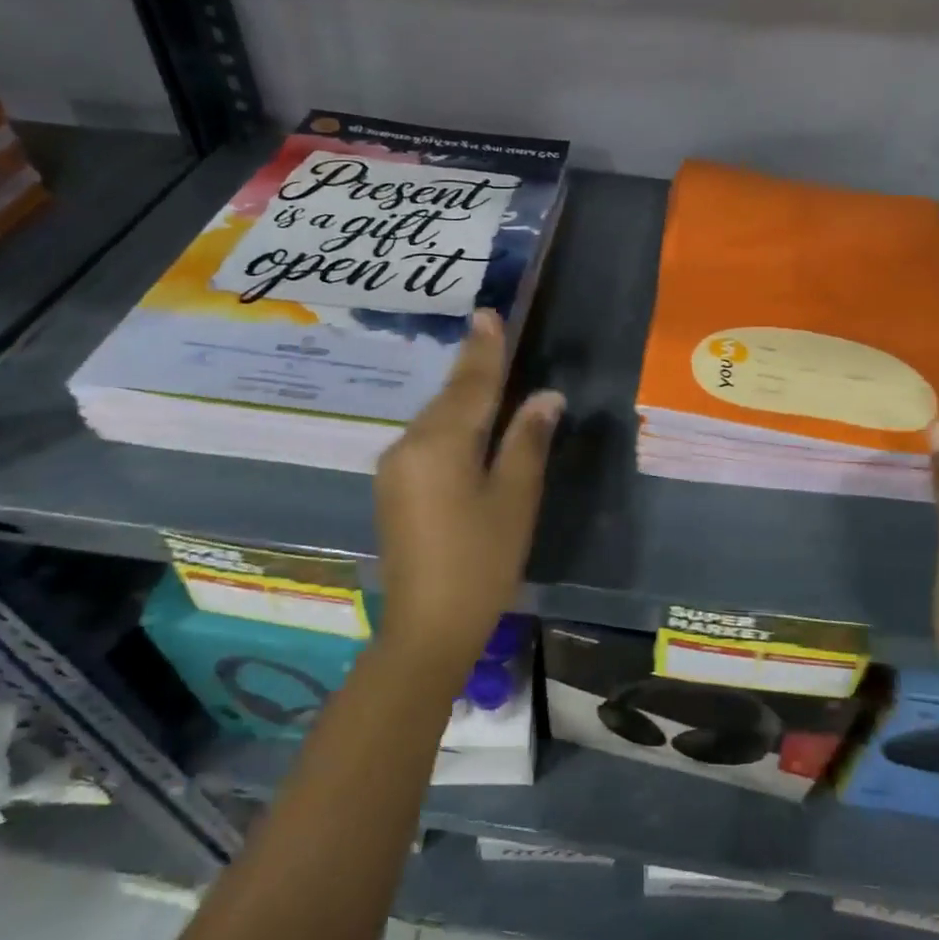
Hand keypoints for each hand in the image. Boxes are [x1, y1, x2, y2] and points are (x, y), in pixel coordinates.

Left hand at [374, 309, 562, 674]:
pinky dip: (448, 426)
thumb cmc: (481, 561)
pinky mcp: (392, 488)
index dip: (484, 350)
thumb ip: (527, 441)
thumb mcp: (514, 499)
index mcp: (440, 444)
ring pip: (434, 420)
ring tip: (485, 374)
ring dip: (460, 398)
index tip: (487, 314)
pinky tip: (465, 427)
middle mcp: (408, 445)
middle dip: (472, 369)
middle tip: (491, 334)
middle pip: (448, 399)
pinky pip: (424, 441)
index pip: (470, 386)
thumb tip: (546, 397)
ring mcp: (394, 467)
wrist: (427, 626)